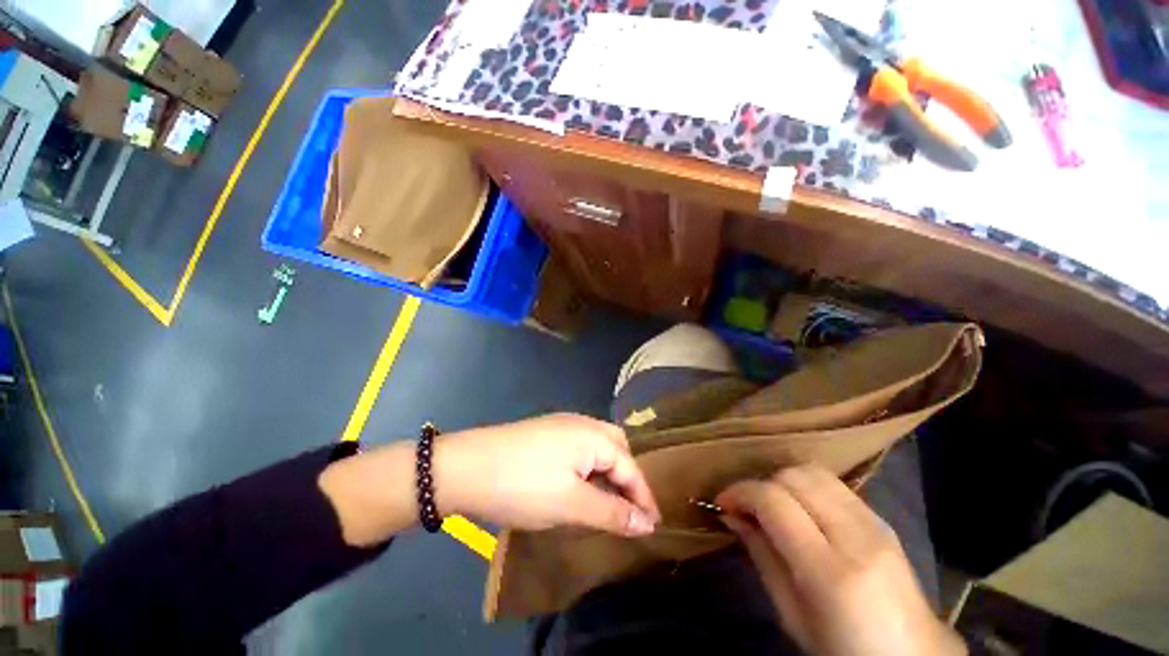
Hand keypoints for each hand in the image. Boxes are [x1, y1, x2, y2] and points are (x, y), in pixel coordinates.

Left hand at [434, 414, 660, 535]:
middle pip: (617, 448)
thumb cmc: (524, 486)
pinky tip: (579, 484)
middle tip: (628, 508)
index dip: (644, 498)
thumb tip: (647, 524)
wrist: (466, 467)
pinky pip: (580, 447)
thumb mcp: (571, 505)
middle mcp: (582, 423)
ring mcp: (562, 425)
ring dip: (607, 471)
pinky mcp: (546, 432)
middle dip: (627, 477)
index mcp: (594, 436)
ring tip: (606, 500)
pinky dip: (588, 466)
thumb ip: (612, 513)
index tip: (654, 527)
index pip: (631, 467)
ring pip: (598, 447)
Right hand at [716, 465, 964, 655]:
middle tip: (747, 506)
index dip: (740, 492)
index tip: (723, 503)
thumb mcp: (791, 614)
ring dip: (783, 481)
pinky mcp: (883, 520)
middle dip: (761, 483)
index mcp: (830, 571)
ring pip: (815, 472)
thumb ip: (761, 555)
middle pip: (794, 476)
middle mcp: (856, 537)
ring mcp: (876, 524)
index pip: (774, 501)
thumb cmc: (842, 649)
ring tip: (772, 505)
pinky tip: (801, 509)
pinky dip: (807, 487)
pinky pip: (834, 485)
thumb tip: (733, 515)